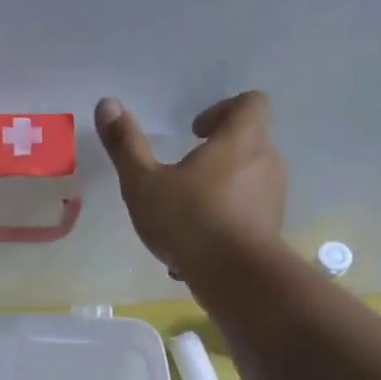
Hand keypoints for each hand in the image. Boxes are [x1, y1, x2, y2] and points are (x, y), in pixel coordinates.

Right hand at [94, 92, 287, 282]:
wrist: (235, 277)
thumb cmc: (189, 221)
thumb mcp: (144, 184)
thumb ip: (126, 145)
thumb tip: (106, 104)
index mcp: (241, 139)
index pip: (251, 102)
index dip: (223, 110)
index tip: (196, 132)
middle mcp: (267, 162)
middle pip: (249, 144)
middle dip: (218, 155)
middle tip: (186, 173)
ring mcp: (273, 200)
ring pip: (247, 184)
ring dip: (220, 192)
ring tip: (186, 217)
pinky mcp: (271, 232)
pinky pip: (246, 218)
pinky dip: (225, 225)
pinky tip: (195, 250)